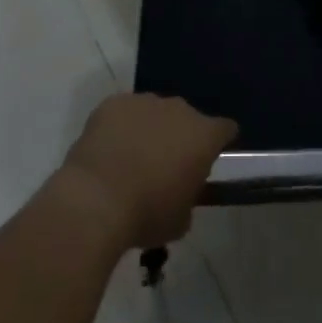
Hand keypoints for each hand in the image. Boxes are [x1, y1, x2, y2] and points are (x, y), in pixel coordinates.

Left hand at [57, 94, 237, 248]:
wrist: (96, 200)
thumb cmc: (147, 214)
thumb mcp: (181, 220)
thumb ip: (188, 198)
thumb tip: (180, 193)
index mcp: (204, 135)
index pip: (226, 129)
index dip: (219, 143)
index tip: (208, 160)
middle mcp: (179, 110)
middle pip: (188, 118)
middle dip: (180, 137)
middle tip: (164, 165)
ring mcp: (145, 102)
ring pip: (154, 112)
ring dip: (150, 129)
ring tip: (132, 158)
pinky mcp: (114, 103)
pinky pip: (124, 112)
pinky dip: (121, 126)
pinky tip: (109, 149)